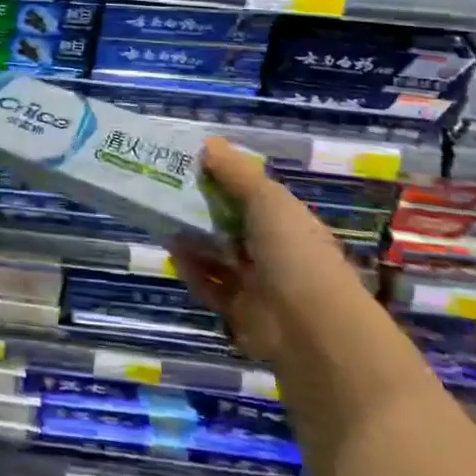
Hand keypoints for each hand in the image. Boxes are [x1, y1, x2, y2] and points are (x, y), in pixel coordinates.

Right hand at [169, 138, 362, 362]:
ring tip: (162, 220)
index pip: (251, 194)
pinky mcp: (241, 313)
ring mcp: (260, 284)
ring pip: (217, 255)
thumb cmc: (294, 253)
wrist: (314, 332)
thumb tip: (206, 143)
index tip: (188, 163)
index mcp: (288, 222)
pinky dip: (192, 271)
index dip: (222, 178)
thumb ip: (235, 172)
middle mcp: (275, 251)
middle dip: (200, 208)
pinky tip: (174, 254)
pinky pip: (210, 286)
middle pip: (230, 224)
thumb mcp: (267, 199)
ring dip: (192, 239)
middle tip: (164, 190)